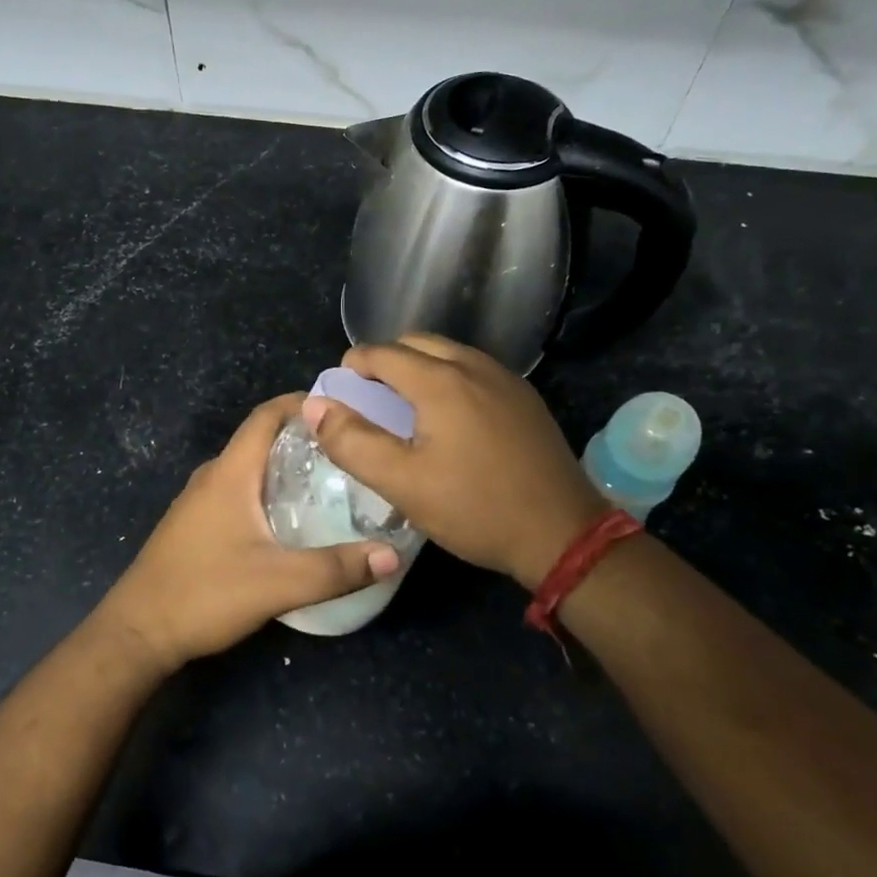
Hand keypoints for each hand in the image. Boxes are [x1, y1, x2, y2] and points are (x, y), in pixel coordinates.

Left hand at [95, 394, 401, 673]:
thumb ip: (336, 569)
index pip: (266, 416)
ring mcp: (199, 501)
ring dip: (285, 467)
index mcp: (229, 473)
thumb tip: (392, 555)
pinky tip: (292, 520)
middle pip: (261, 440)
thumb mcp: (278, 583)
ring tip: (331, 482)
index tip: (341, 408)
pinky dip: (268, 491)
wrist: (137, 633)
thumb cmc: (205, 593)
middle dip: (303, 438)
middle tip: (349, 451)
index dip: (300, 403)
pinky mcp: (196, 525)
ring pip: (249, 469)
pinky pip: (239, 492)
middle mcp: (213, 476)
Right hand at [302, 334, 608, 589]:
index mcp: (440, 380)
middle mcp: (474, 366)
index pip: (382, 352)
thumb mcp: (402, 483)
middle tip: (370, 397)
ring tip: (406, 407)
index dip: (353, 366)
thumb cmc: (474, 508)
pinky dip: (449, 378)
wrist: (562, 533)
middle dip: (386, 360)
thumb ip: (352, 441)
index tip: (341, 391)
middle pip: (416, 343)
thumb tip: (315, 406)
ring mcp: (506, 379)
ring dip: (419, 367)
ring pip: (449, 353)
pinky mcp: (525, 398)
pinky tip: (450, 418)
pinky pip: (475, 370)